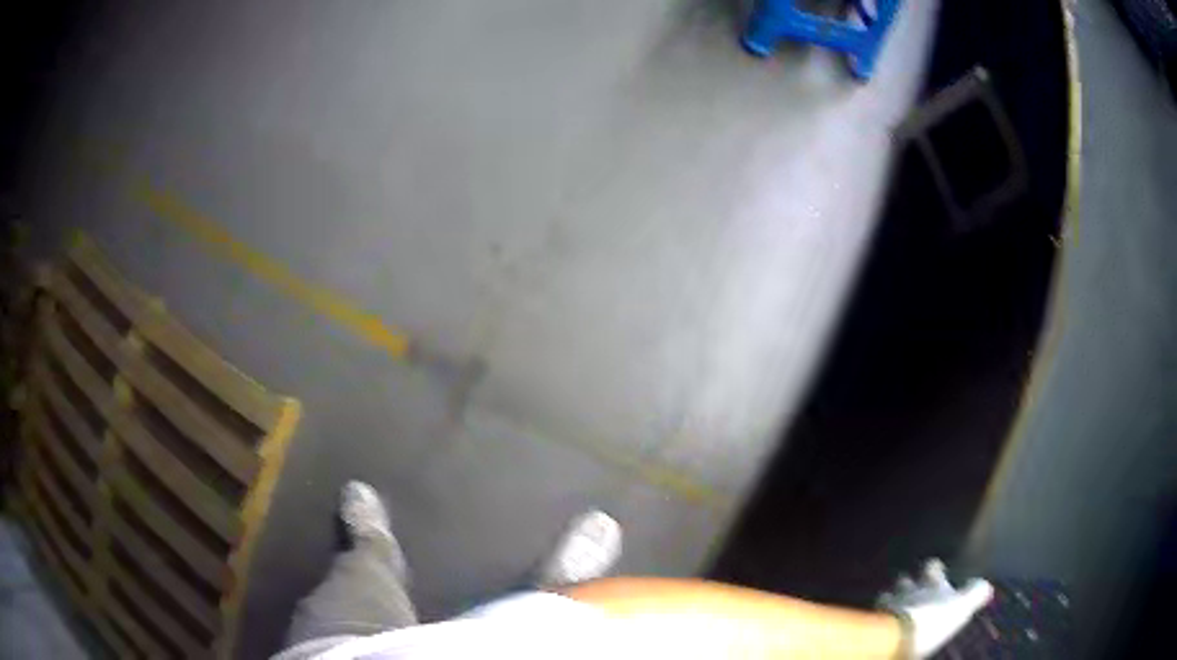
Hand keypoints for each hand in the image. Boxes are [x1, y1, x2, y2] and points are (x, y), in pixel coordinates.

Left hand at [878, 559, 993, 658]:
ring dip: (890, 596)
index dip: (934, 567)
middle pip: (906, 579)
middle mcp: (909, 589)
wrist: (900, 636)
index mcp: (932, 584)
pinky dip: (876, 613)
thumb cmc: (935, 618)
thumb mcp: (962, 606)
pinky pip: (874, 613)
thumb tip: (987, 586)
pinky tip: (877, 616)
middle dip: (907, 581)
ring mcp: (890, 603)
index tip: (934, 565)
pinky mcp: (875, 620)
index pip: (933, 567)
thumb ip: (975, 594)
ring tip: (890, 599)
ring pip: (888, 593)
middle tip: (908, 582)